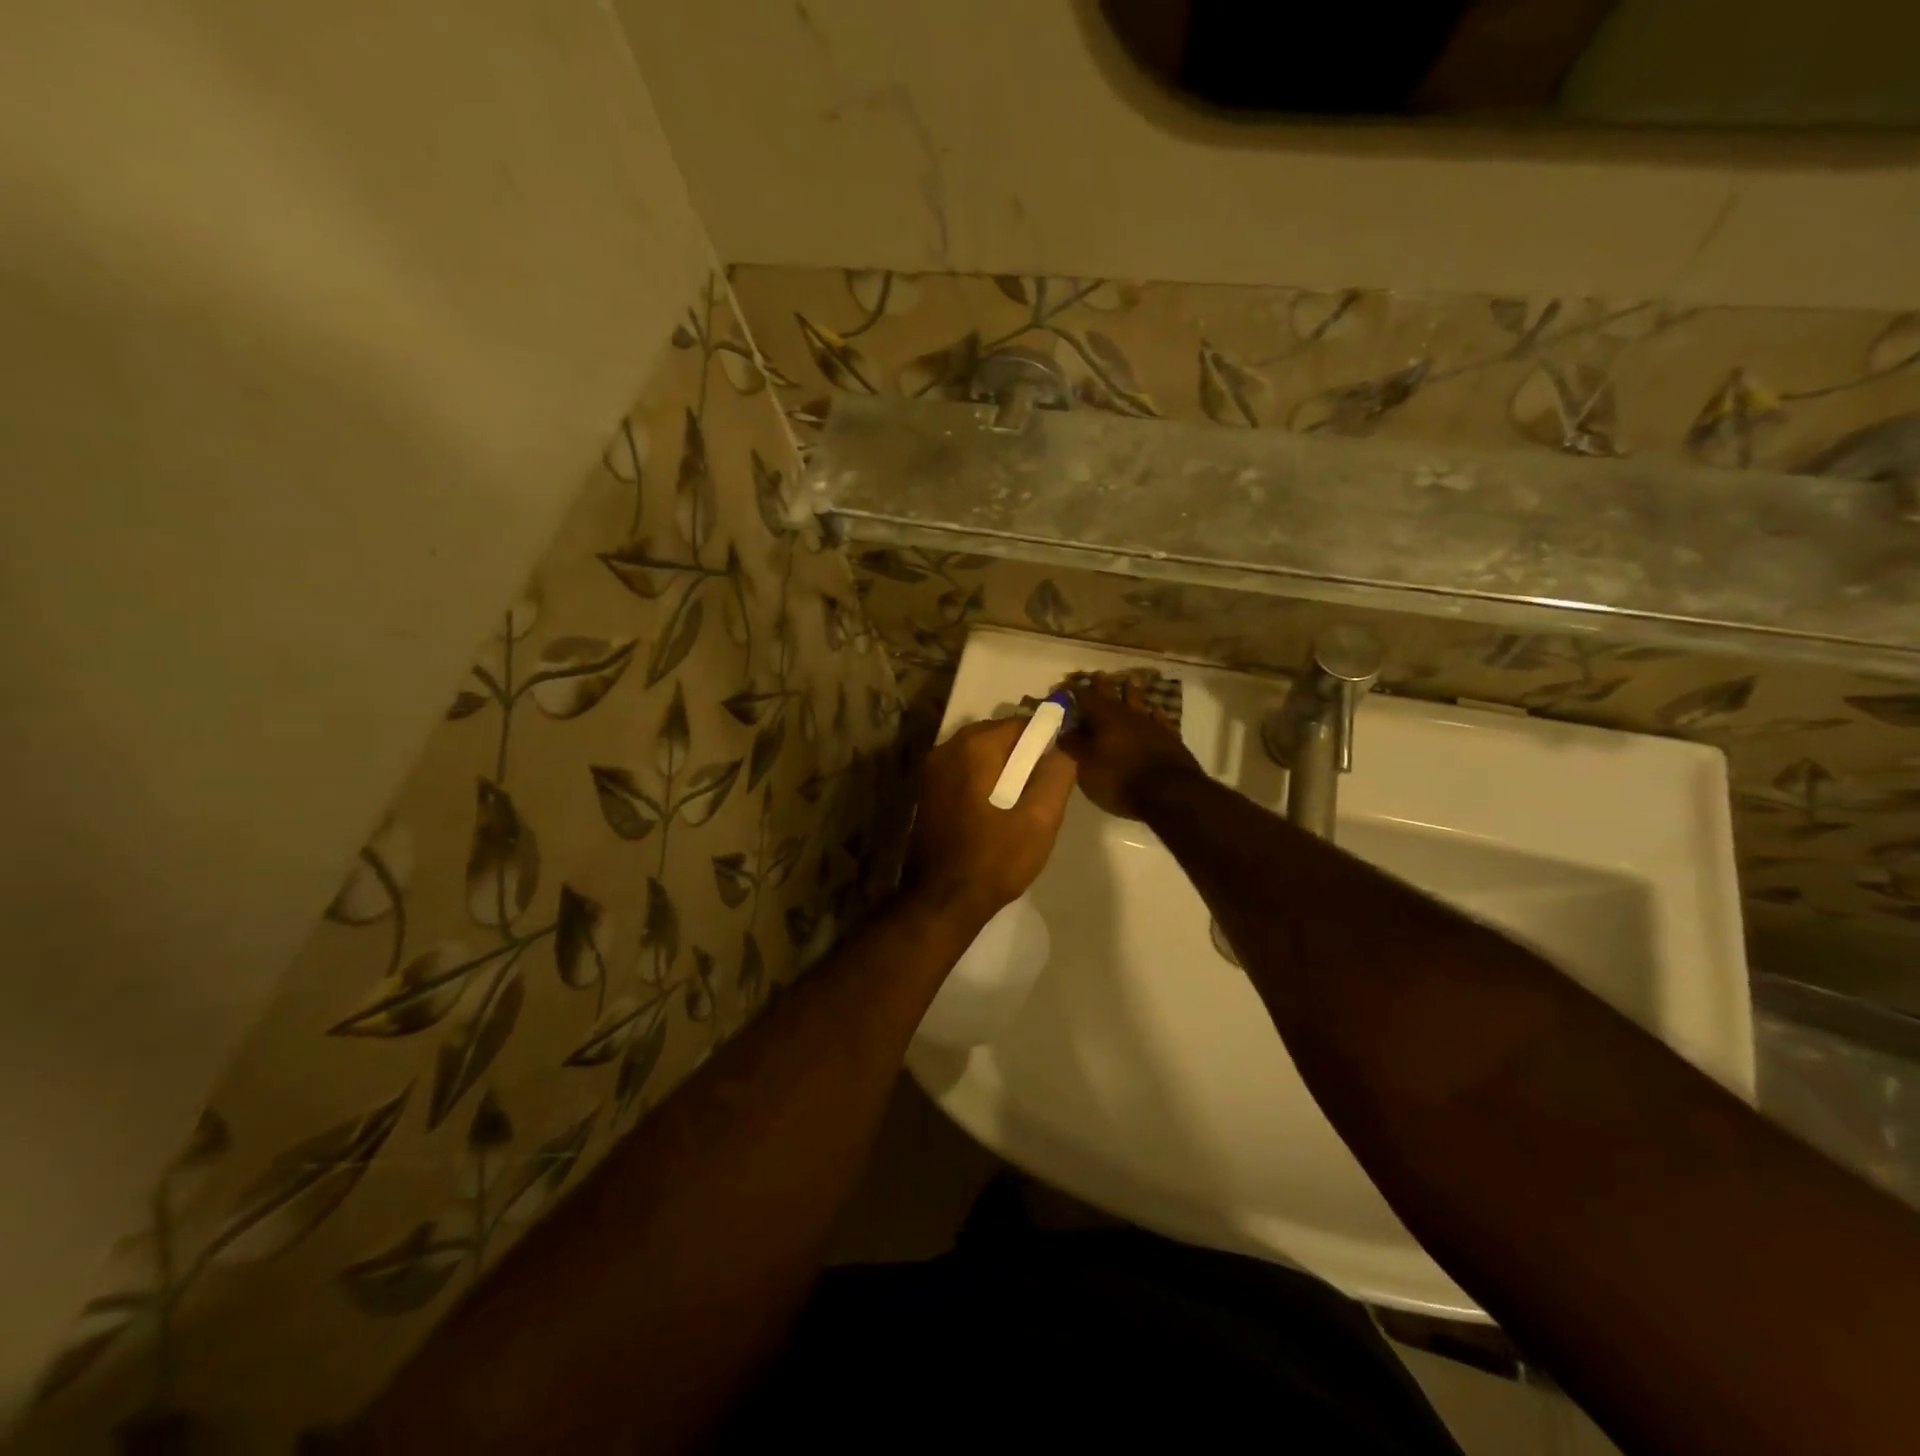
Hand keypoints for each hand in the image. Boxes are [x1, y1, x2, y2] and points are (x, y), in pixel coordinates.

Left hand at [905, 717, 1076, 921]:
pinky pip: (963, 772)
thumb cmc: (994, 859)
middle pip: (997, 736)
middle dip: (1023, 755)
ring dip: (1003, 769)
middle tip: (1043, 788)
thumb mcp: (1040, 819)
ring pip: (979, 755)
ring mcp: (931, 770)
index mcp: (974, 747)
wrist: (942, 901)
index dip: (1046, 740)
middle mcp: (947, 748)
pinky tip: (996, 810)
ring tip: (1023, 802)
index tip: (1060, 766)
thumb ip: (1057, 775)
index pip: (1021, 724)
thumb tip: (1065, 748)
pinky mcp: (926, 792)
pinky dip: (983, 780)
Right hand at [1059, 672, 1202, 819]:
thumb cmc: (1118, 779)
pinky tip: (1154, 711)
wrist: (1168, 793)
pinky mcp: (1170, 737)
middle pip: (1112, 693)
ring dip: (1131, 692)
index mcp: (1103, 717)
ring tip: (1128, 682)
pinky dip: (1154, 713)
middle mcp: (1127, 714)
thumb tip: (1064, 730)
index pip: (1084, 696)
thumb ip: (1074, 746)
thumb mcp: (1086, 766)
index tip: (1065, 684)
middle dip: (1102, 684)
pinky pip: (1159, 718)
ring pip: (1139, 701)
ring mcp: (1151, 724)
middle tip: (1096, 675)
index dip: (1074, 690)